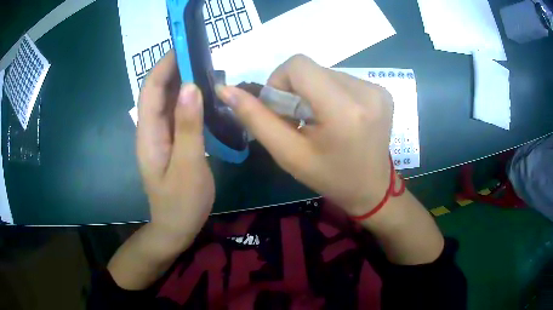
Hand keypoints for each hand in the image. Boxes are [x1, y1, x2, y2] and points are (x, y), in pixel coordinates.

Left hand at [137, 50, 214, 238]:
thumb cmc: (181, 203)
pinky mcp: (170, 142)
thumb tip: (190, 86)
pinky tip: (205, 96)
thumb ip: (188, 126)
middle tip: (201, 54)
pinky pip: (177, 114)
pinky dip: (189, 99)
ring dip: (183, 82)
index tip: (184, 46)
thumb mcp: (188, 166)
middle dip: (175, 68)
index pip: (151, 89)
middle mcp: (151, 129)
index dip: (164, 65)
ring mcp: (160, 136)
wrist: (176, 228)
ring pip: (168, 101)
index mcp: (149, 134)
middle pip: (158, 91)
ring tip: (206, 68)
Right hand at [216, 55, 393, 216]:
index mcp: (344, 110)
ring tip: (320, 121)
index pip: (298, 65)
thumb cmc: (329, 177)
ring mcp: (378, 89)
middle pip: (312, 69)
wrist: (372, 189)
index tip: (281, 109)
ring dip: (314, 92)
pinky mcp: (382, 90)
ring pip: (326, 73)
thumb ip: (256, 119)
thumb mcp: (288, 153)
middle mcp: (366, 92)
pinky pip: (342, 79)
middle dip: (296, 91)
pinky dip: (330, 93)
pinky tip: (337, 117)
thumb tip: (224, 89)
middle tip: (300, 120)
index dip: (280, 81)